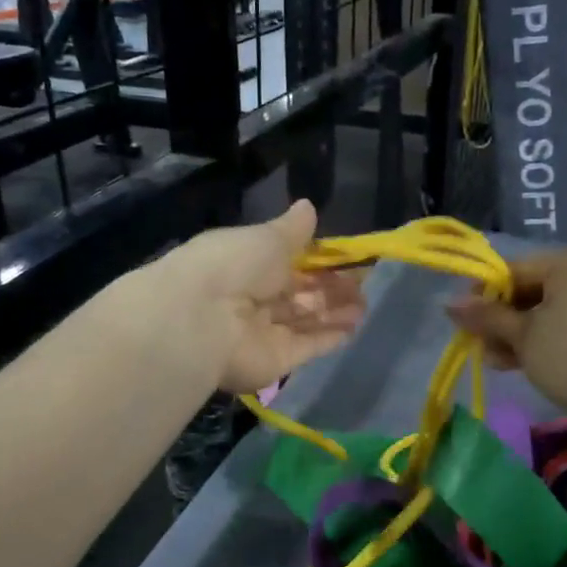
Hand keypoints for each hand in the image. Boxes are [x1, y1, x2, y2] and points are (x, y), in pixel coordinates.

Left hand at [162, 200, 365, 392]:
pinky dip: (330, 337)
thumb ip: (292, 228)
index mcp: (247, 263)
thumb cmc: (233, 265)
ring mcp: (265, 332)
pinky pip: (308, 346)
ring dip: (335, 312)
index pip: (288, 262)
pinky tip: (354, 327)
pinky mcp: (277, 360)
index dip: (318, 261)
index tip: (347, 258)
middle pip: (299, 293)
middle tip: (363, 283)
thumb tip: (308, 206)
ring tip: (365, 304)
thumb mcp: (266, 237)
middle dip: (331, 288)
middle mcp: (254, 298)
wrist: (202, 319)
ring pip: (306, 320)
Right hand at [446, 248, 566, 420]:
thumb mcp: (522, 336)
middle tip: (479, 346)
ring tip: (497, 362)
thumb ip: (486, 316)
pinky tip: (524, 365)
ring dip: (519, 335)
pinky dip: (546, 341)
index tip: (463, 320)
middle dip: (502, 320)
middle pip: (532, 290)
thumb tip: (448, 303)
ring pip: (550, 312)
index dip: (483, 294)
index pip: (515, 269)